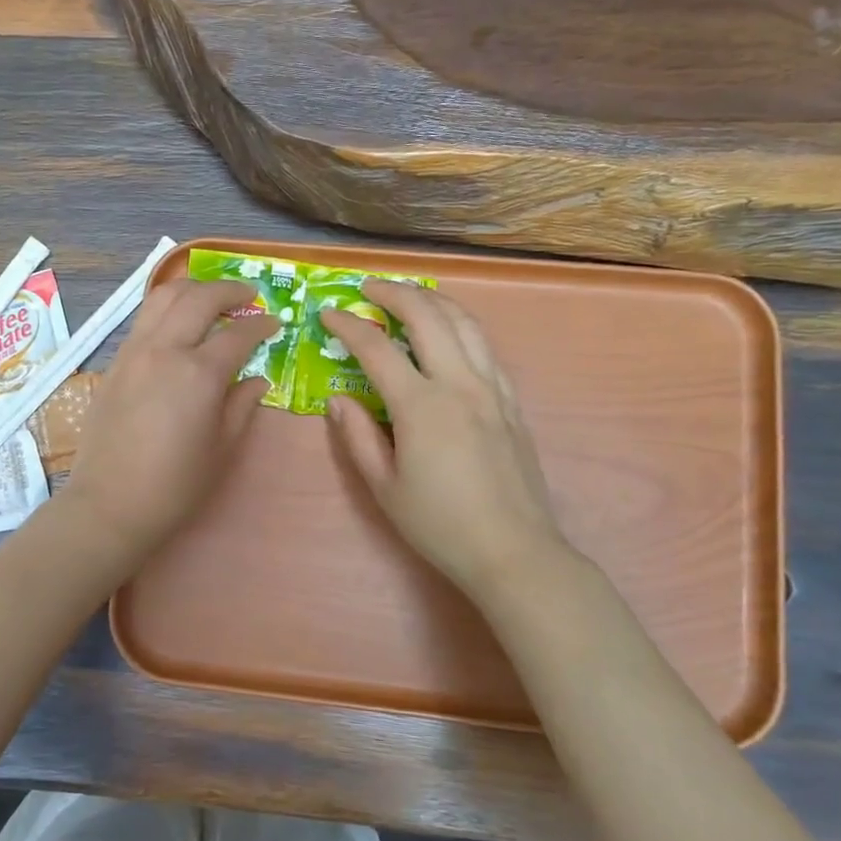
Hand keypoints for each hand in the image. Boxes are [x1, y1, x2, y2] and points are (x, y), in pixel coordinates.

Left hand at [63, 279, 275, 565]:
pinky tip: (178, 324)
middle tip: (248, 297)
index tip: (275, 324)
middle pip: (198, 297)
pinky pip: (143, 319)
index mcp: (198, 373)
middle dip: (229, 290)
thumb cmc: (175, 484)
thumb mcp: (222, 448)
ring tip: (211, 298)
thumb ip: (242, 405)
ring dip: (192, 289)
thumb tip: (257, 379)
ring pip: (163, 296)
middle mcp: (165, 349)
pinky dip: (166, 308)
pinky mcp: (115, 362)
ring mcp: (134, 351)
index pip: (238, 334)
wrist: (110, 503)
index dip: (261, 326)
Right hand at [322, 280, 573, 598]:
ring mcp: (492, 389)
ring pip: (465, 322)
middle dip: (394, 293)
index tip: (327, 314)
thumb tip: (337, 399)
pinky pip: (486, 347)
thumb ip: (357, 436)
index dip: (348, 326)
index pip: (377, 348)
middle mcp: (460, 384)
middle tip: (368, 289)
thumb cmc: (439, 524)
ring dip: (433, 300)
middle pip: (428, 316)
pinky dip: (461, 326)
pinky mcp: (511, 401)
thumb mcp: (384, 486)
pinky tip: (449, 334)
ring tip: (409, 296)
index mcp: (421, 405)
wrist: (513, 551)